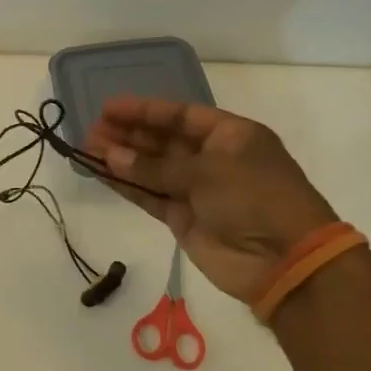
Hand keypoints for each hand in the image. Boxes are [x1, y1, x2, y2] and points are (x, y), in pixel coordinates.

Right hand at [85, 97, 337, 306]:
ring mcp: (197, 191)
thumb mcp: (207, 172)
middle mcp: (213, 159)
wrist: (283, 261)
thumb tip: (112, 157)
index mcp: (231, 136)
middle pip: (162, 141)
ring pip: (151, 169)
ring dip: (121, 159)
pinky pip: (149, 196)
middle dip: (127, 135)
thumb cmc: (255, 198)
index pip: (180, 115)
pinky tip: (100, 173)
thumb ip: (156, 167)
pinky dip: (126, 186)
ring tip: (87, 149)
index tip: (108, 108)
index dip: (144, 111)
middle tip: (91, 130)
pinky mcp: (184, 219)